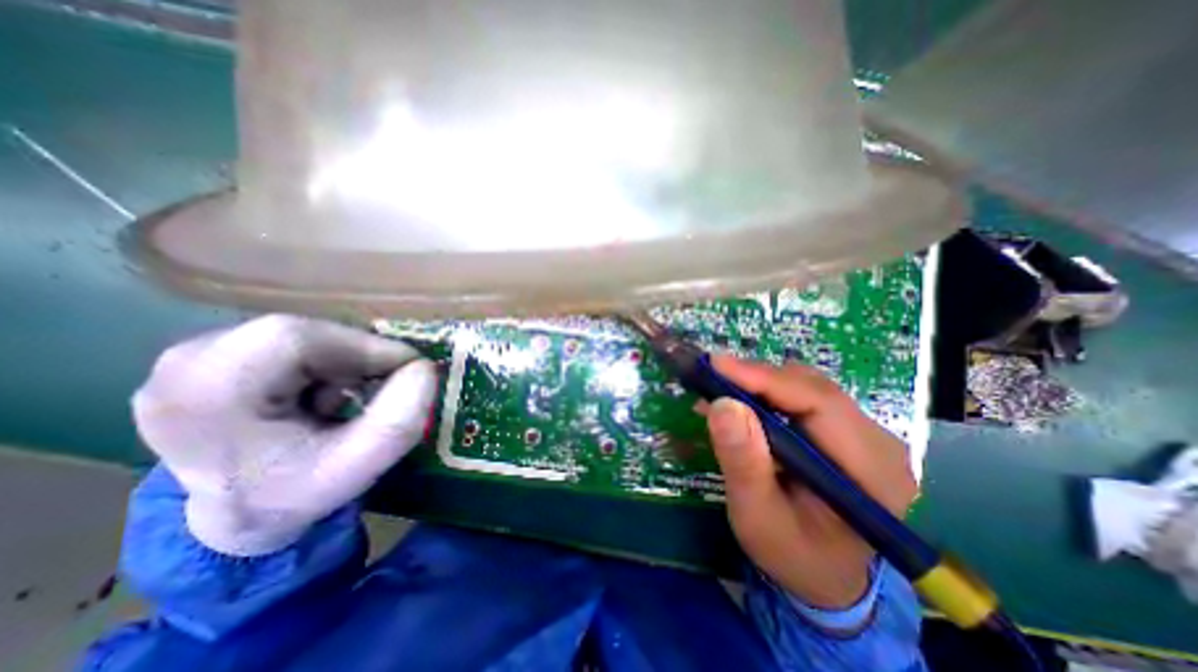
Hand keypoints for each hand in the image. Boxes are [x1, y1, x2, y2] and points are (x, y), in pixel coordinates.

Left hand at [131, 316, 439, 555]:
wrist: (236, 514)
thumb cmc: (293, 495)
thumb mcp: (357, 469)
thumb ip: (398, 422)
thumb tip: (424, 368)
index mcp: (204, 396)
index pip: (298, 340)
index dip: (366, 347)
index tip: (409, 369)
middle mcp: (185, 363)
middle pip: (302, 332)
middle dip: (357, 356)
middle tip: (383, 385)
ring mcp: (194, 354)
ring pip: (303, 333)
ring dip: (344, 360)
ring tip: (349, 397)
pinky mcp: (214, 353)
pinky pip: (293, 339)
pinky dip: (328, 360)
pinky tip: (325, 392)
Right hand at [704, 358, 917, 611]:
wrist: (824, 575)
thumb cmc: (793, 553)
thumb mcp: (759, 517)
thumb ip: (743, 463)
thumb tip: (723, 404)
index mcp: (873, 472)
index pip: (819, 403)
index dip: (765, 379)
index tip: (716, 366)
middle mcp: (878, 442)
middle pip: (813, 388)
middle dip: (756, 379)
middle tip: (710, 378)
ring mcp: (864, 433)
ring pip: (805, 386)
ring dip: (758, 384)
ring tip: (719, 391)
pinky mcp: (844, 429)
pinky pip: (802, 396)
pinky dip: (766, 393)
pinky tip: (740, 403)